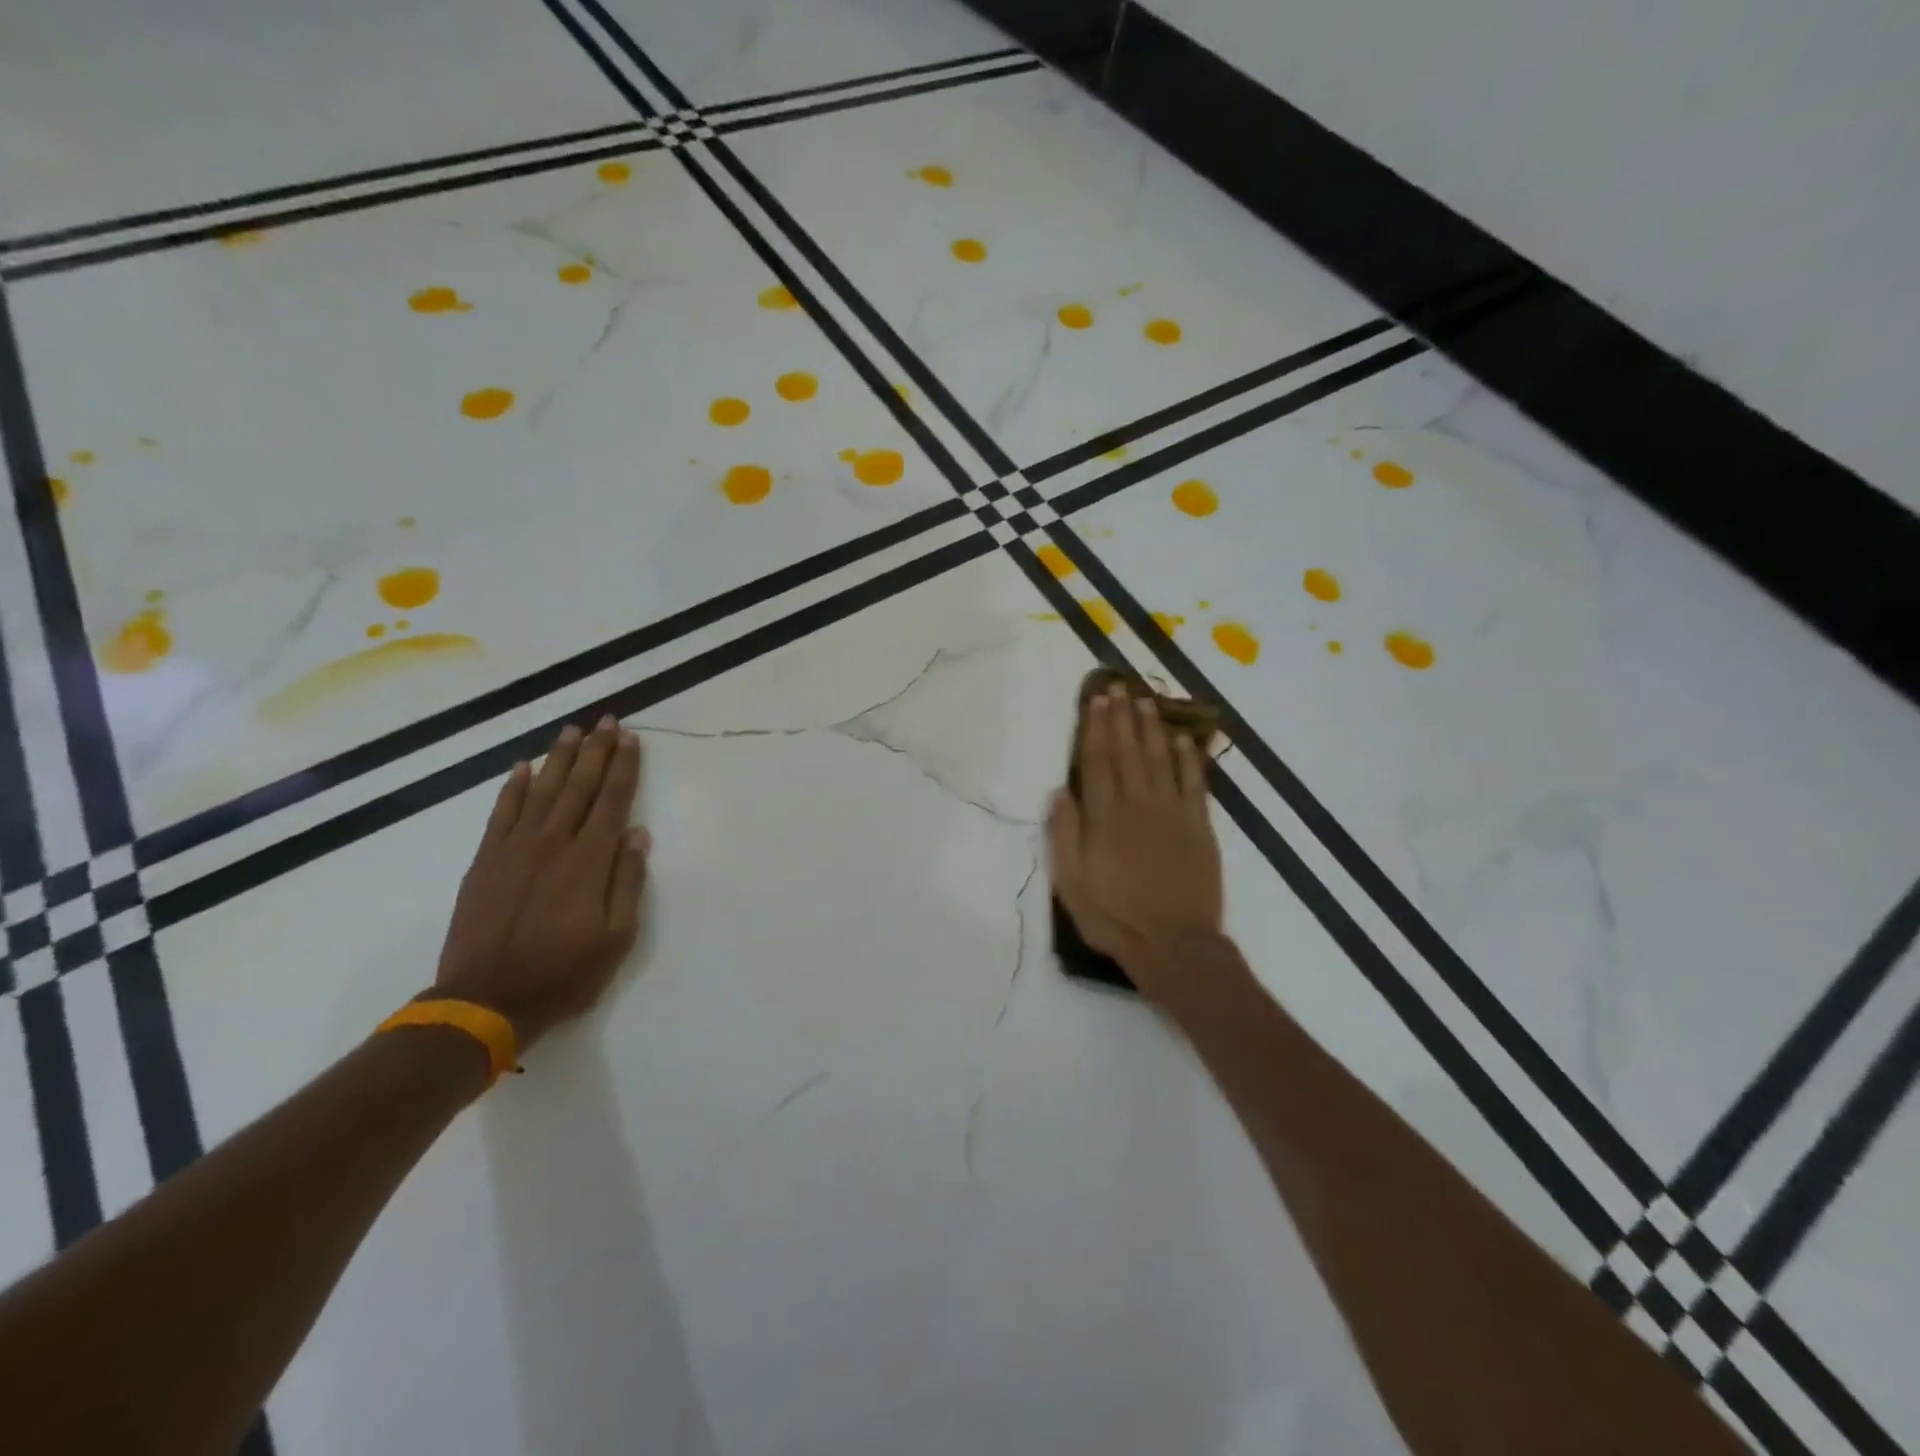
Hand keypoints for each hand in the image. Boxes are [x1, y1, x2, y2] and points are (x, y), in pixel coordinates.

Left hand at [433, 717, 649, 1047]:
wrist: (484, 1000)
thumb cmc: (564, 973)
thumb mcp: (617, 937)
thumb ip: (627, 881)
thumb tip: (637, 834)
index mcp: (589, 860)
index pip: (612, 800)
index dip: (623, 767)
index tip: (630, 738)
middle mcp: (553, 842)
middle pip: (579, 786)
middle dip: (596, 750)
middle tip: (606, 719)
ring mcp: (514, 848)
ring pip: (542, 790)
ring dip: (559, 758)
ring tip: (571, 730)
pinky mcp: (485, 860)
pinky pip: (501, 812)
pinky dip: (513, 786)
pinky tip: (523, 766)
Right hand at [1048, 684, 1223, 1000]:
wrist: (1174, 945)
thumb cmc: (1115, 917)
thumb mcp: (1072, 884)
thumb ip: (1064, 835)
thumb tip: (1059, 791)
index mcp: (1105, 817)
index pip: (1098, 761)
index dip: (1095, 727)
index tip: (1095, 699)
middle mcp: (1139, 804)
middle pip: (1128, 751)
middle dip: (1122, 716)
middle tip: (1119, 686)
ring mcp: (1173, 813)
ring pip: (1161, 758)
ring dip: (1153, 727)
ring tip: (1146, 699)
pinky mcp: (1200, 826)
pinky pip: (1195, 783)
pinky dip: (1190, 758)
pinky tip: (1184, 738)